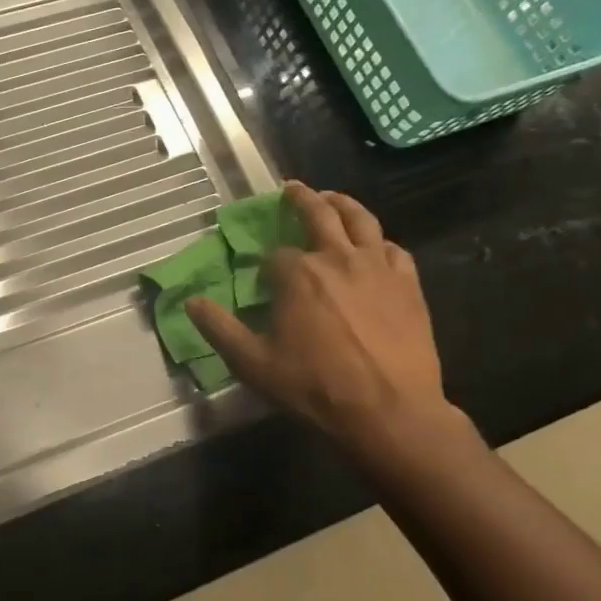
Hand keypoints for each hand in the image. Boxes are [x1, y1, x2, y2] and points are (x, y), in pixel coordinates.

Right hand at [186, 184, 455, 457]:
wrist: (389, 411)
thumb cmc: (315, 386)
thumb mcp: (253, 362)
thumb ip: (219, 328)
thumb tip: (191, 301)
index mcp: (297, 274)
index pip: (275, 254)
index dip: (266, 263)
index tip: (263, 276)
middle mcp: (337, 258)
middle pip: (320, 214)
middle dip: (302, 199)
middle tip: (292, 189)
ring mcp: (378, 268)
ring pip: (362, 220)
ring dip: (343, 204)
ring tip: (333, 199)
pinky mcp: (408, 284)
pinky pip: (394, 249)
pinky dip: (379, 241)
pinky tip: (374, 247)